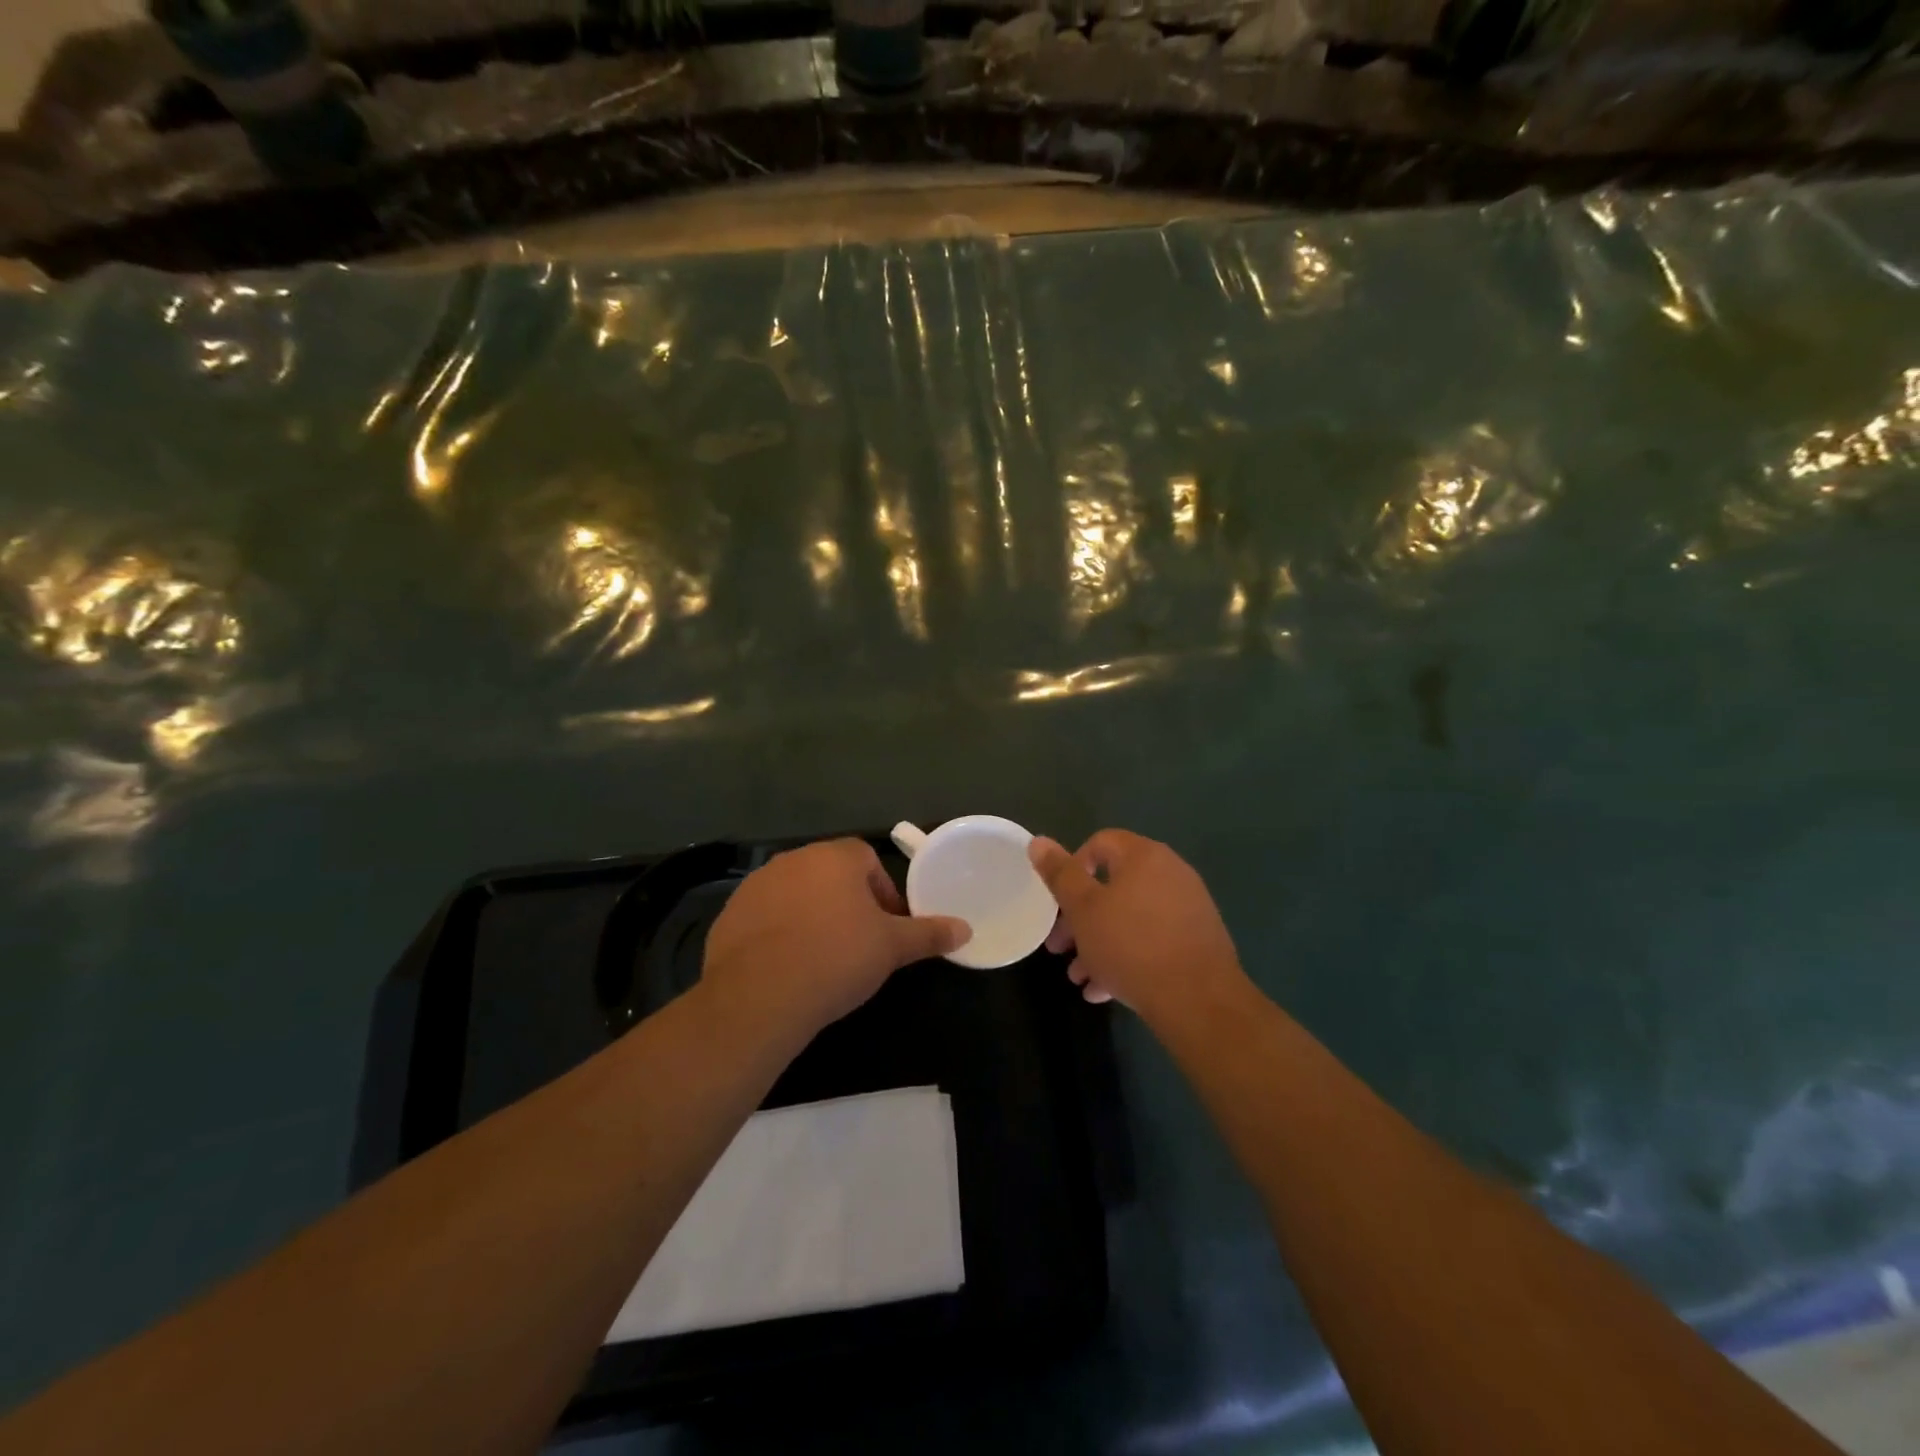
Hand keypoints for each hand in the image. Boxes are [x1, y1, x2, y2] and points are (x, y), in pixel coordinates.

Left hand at [701, 838, 970, 1038]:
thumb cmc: (837, 958)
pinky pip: (764, 916)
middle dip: (847, 903)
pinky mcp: (729, 914)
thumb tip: (966, 929)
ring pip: (795, 894)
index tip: (886, 926)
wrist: (760, 995)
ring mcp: (756, 885)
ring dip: (811, 915)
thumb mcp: (892, 948)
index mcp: (834, 857)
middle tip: (858, 943)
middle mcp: (793, 859)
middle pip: (829, 874)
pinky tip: (786, 966)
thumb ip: (929, 934)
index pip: (866, 859)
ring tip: (820, 957)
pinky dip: (778, 933)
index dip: (881, 891)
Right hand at [1029, 830, 1247, 1026]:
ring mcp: (1188, 907)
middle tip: (1059, 947)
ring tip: (1079, 977)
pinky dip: (1127, 956)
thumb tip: (1038, 840)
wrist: (1198, 1000)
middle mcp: (1170, 873)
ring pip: (1130, 918)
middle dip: (1080, 917)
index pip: (1100, 843)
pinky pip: (1153, 939)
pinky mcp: (1198, 940)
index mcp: (1144, 856)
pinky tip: (1105, 991)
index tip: (1058, 902)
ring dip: (1099, 943)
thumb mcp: (1083, 909)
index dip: (1072, 868)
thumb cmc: (1131, 945)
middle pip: (1113, 885)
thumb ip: (1060, 874)